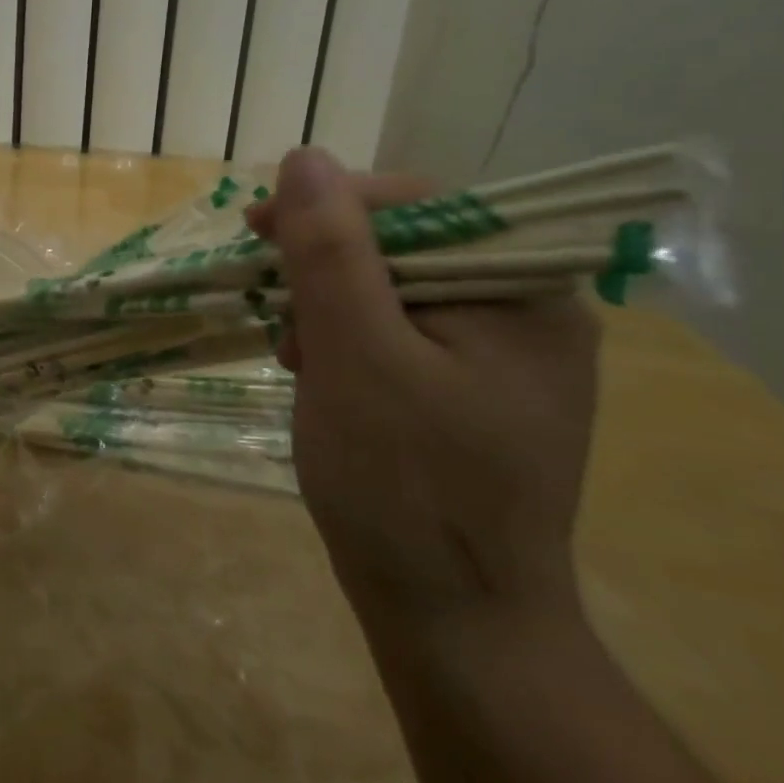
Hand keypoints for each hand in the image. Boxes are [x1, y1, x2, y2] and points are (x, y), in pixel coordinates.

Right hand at [245, 148, 598, 625]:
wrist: (455, 624)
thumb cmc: (405, 487)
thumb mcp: (354, 355)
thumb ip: (330, 251)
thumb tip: (305, 158)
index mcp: (523, 291)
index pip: (419, 205)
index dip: (329, 207)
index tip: (255, 231)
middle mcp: (528, 310)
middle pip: (405, 245)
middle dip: (325, 267)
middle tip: (272, 305)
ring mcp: (502, 354)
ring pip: (393, 289)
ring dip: (329, 306)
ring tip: (294, 353)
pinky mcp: (472, 389)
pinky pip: (399, 333)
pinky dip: (348, 341)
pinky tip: (317, 372)